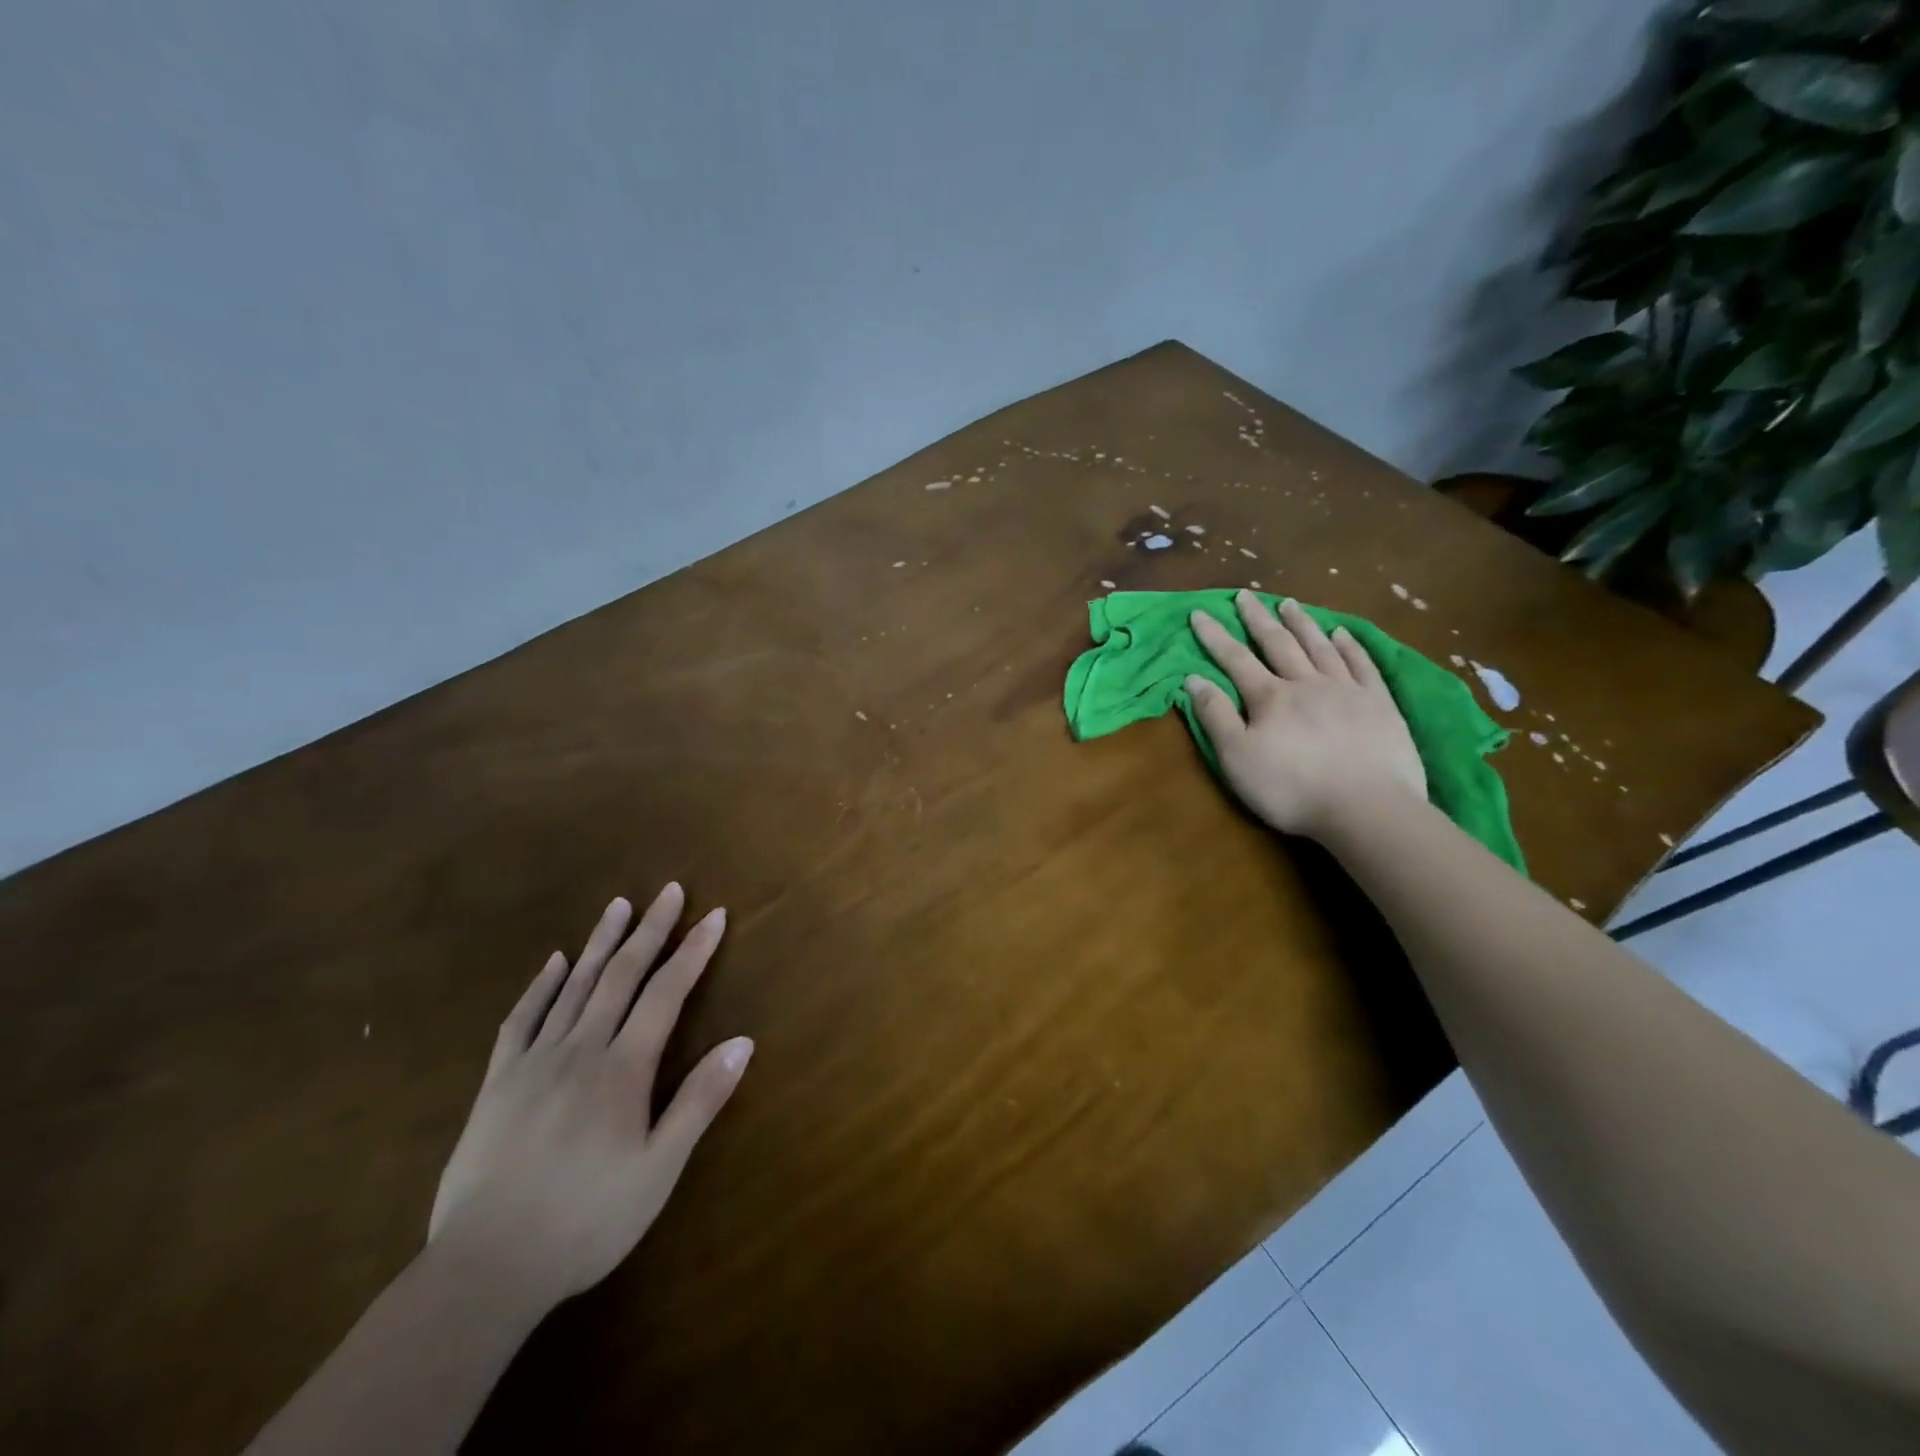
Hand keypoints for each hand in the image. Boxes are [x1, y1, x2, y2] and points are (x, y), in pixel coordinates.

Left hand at [428, 884, 751, 1307]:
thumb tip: (743, 1041)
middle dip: (650, 929)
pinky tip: (554, 962)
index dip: (693, 951)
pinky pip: (522, 1019)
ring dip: (601, 942)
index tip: (714, 915)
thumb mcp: (659, 1169)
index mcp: (623, 1068)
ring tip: (618, 905)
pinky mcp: (498, 1082)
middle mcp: (581, 1049)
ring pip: (574, 986)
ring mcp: (534, 1062)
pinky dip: (541, 985)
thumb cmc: (587, 1220)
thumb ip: (699, 1100)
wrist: (484, 1268)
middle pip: (621, 975)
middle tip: (668, 891)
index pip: (667, 992)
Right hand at [1186, 592, 1425, 839]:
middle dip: (1258, 619)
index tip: (1200, 612)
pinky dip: (1349, 646)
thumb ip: (1216, 716)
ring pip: (1319, 647)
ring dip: (1301, 624)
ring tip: (1289, 604)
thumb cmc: (1291, 788)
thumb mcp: (1237, 758)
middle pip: (1278, 643)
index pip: (1235, 658)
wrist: (1367, 807)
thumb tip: (1193, 679)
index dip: (1215, 636)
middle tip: (1245, 596)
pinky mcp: (1379, 704)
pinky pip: (1362, 664)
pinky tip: (1341, 634)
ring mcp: (1346, 690)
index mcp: (1269, 697)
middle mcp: (1306, 683)